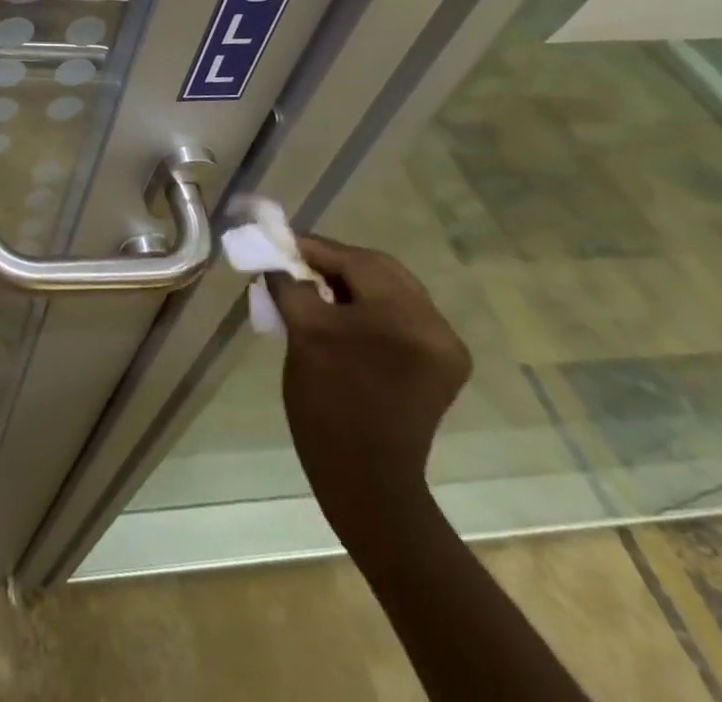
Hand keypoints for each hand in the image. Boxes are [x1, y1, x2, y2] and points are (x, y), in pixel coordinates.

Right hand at [268, 235, 470, 530]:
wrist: (364, 479)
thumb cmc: (328, 402)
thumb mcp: (303, 332)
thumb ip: (290, 284)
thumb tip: (279, 262)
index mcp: (406, 316)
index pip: (355, 260)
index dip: (313, 247)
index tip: (279, 241)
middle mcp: (435, 324)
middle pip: (379, 270)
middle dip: (334, 262)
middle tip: (295, 262)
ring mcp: (442, 346)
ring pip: (389, 290)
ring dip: (350, 282)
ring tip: (312, 286)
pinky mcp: (439, 364)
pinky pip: (399, 316)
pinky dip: (367, 306)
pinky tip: (339, 312)